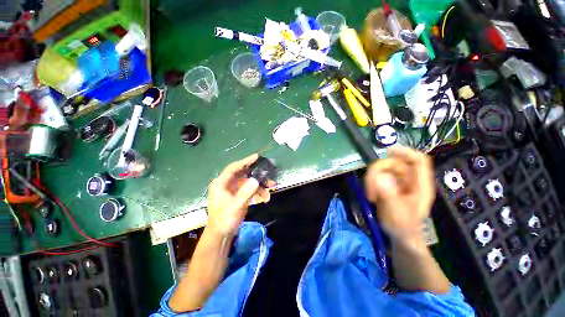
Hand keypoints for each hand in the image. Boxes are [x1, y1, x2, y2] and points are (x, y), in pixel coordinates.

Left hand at [207, 154, 271, 235]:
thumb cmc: (224, 219)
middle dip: (257, 174)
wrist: (222, 235)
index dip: (245, 161)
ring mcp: (234, 190)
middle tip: (269, 173)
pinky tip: (265, 197)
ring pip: (249, 182)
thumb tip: (256, 180)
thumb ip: (246, 192)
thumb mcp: (236, 206)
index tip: (256, 157)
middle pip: (244, 174)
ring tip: (271, 187)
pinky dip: (258, 192)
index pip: (234, 168)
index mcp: (221, 183)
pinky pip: (251, 190)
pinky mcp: (240, 196)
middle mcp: (228, 184)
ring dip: (260, 185)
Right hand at [365, 146, 434, 241]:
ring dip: (372, 179)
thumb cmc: (403, 226)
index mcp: (420, 185)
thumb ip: (389, 194)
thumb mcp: (396, 212)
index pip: (418, 161)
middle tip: (370, 187)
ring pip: (383, 169)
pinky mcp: (388, 186)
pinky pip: (377, 177)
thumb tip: (380, 176)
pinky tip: (371, 195)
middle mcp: (409, 181)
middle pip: (394, 163)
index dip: (406, 152)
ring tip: (371, 195)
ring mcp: (398, 183)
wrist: (399, 236)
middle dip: (379, 172)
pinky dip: (371, 183)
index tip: (388, 151)